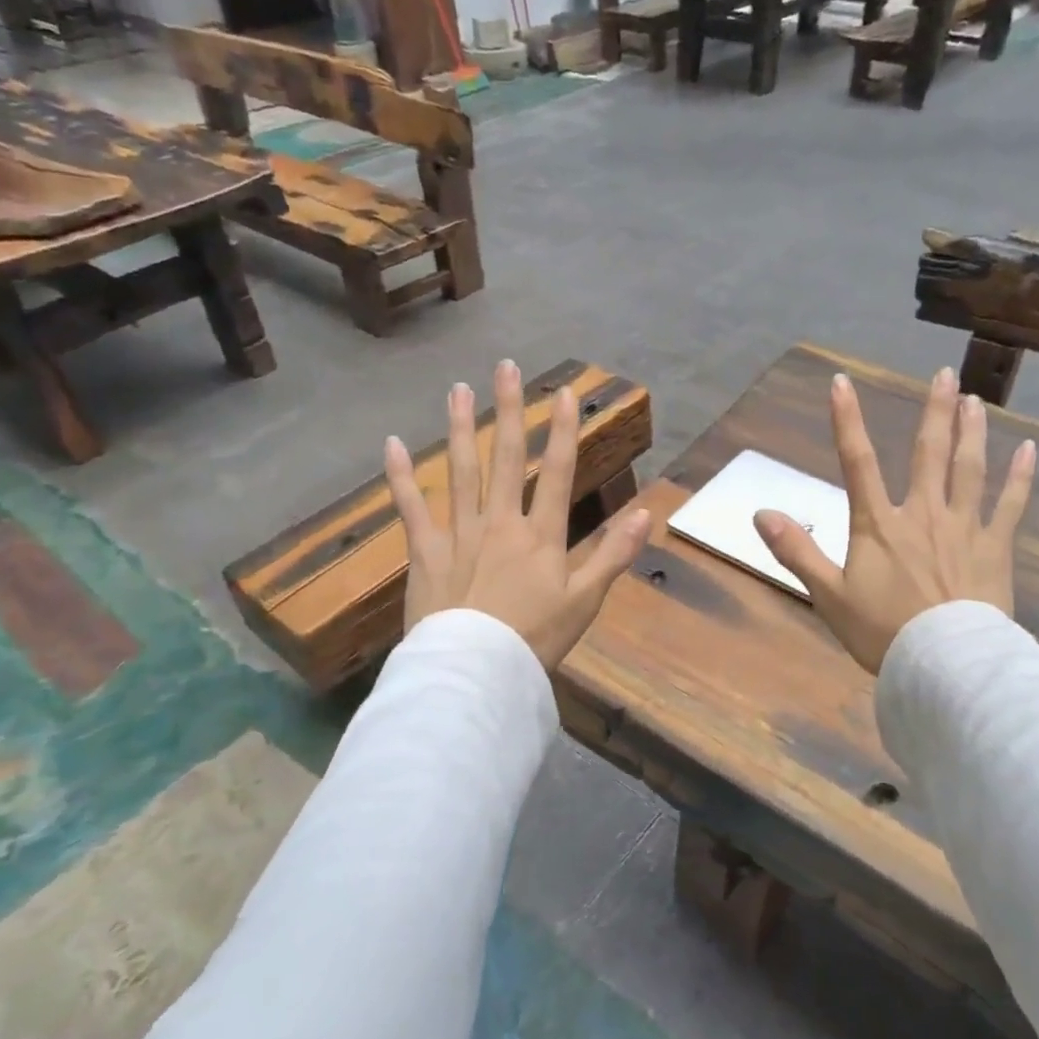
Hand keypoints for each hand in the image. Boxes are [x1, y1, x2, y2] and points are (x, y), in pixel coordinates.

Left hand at [385, 359, 651, 670]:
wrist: (476, 672)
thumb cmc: (535, 639)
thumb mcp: (585, 602)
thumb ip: (614, 555)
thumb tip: (647, 514)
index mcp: (541, 535)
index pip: (557, 472)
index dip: (562, 431)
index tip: (562, 392)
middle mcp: (500, 522)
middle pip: (506, 457)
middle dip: (508, 411)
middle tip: (505, 367)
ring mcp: (459, 533)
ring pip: (460, 471)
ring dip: (459, 427)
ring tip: (458, 389)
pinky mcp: (425, 552)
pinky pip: (411, 508)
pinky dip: (400, 476)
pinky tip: (391, 443)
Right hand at [753, 367, 1034, 673]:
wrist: (946, 665)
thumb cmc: (883, 632)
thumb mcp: (828, 595)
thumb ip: (796, 551)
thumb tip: (760, 513)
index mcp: (879, 524)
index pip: (857, 462)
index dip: (847, 420)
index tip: (842, 382)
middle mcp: (923, 514)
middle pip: (928, 453)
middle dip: (934, 411)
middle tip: (944, 374)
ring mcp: (964, 528)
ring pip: (970, 469)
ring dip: (972, 432)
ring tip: (976, 400)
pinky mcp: (995, 549)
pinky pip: (1010, 506)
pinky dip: (1020, 478)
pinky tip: (1028, 451)